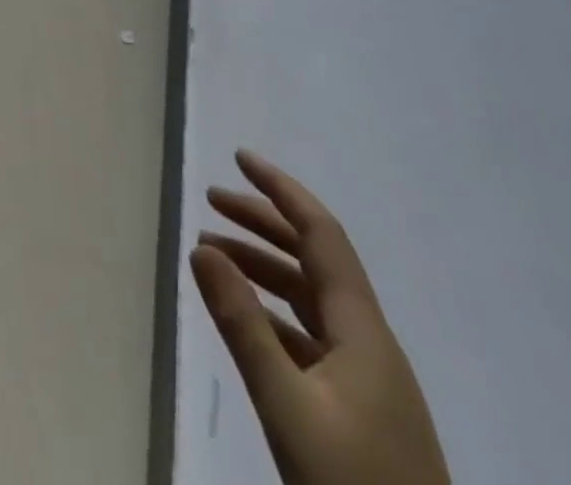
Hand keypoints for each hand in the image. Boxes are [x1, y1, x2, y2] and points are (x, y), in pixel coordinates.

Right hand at [190, 151, 449, 484]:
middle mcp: (370, 343)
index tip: (239, 158)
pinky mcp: (361, 412)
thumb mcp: (287, 407)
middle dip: (262, 222)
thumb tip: (201, 247)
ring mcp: (369, 380)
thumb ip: (242, 325)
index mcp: (363, 332)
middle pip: (314, 260)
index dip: (281, 190)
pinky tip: (244, 319)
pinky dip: (272, 312)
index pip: (321, 235)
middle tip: (210, 200)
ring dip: (263, 267)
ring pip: (310, 298)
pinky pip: (310, 336)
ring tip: (212, 254)